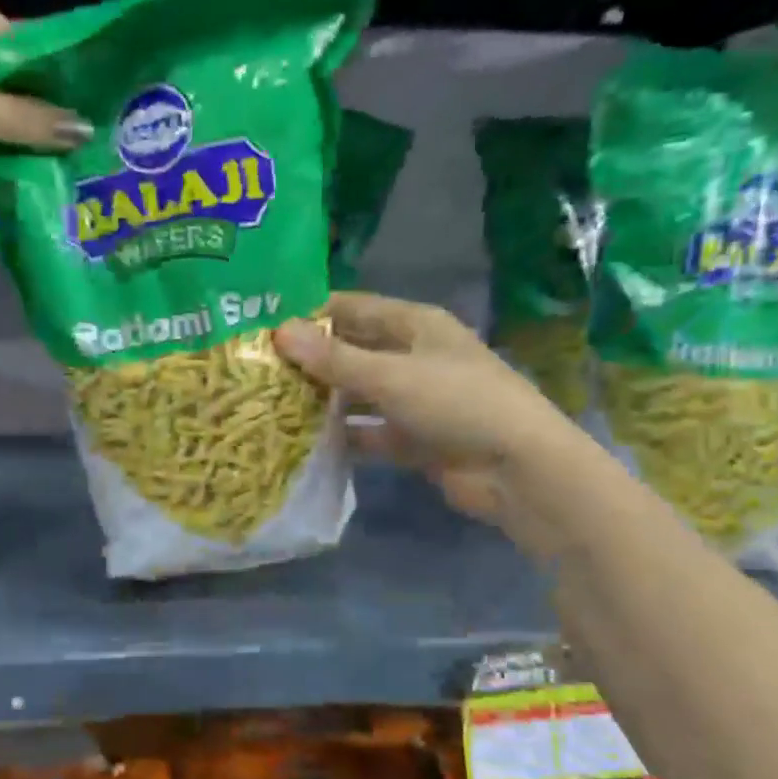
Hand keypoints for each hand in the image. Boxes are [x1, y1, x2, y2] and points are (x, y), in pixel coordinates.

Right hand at [273, 292, 578, 526]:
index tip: (265, 323)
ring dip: (325, 399)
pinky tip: (304, 441)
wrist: (518, 470)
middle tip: (259, 367)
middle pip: (354, 350)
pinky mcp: (414, 438)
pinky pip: (370, 431)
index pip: (354, 307)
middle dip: (312, 358)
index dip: (312, 312)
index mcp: (415, 324)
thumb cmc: (457, 403)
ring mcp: (415, 399)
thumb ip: (334, 358)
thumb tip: (279, 332)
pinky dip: (344, 435)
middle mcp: (414, 355)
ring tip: (271, 403)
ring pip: (359, 392)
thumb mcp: (391, 376)